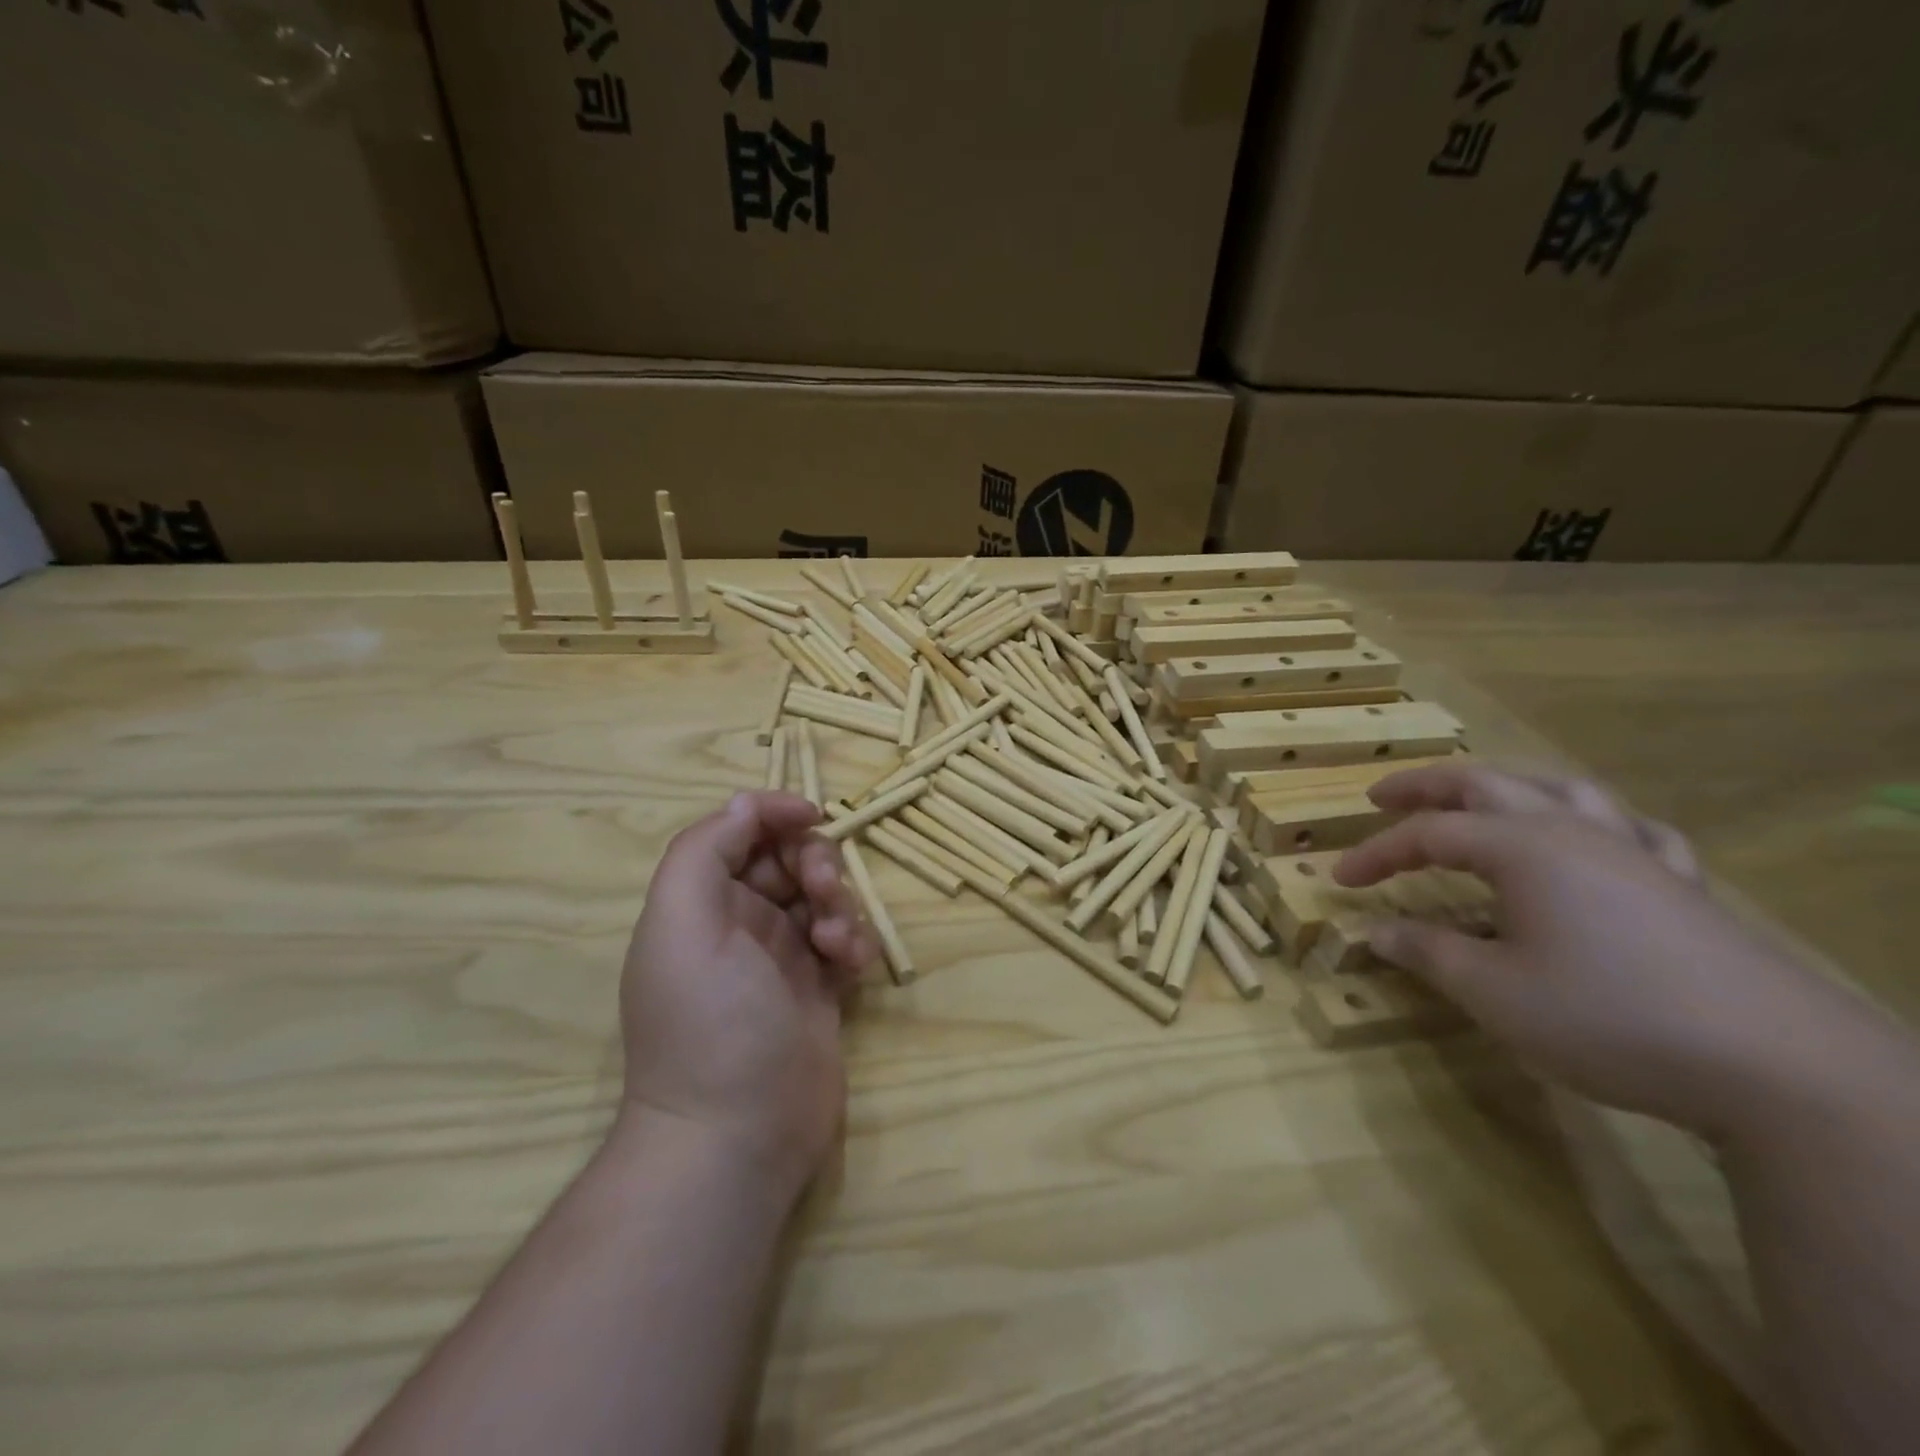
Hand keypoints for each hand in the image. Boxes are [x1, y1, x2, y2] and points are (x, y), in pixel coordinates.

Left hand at [619, 792, 876, 1202]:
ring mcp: (782, 957)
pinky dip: (853, 940)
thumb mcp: (682, 924)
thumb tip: (745, 803)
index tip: (812, 814)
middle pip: (786, 858)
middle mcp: (738, 923)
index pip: (737, 832)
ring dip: (837, 903)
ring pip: (822, 895)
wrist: (738, 1135)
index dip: (772, 813)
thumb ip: (704, 851)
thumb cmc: (708, 1021)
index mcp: (699, 903)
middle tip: (819, 890)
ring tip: (833, 943)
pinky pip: (845, 938)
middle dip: (812, 861)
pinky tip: (849, 966)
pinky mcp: (820, 988)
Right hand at [1334, 763, 1845, 1137]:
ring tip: (1479, 798)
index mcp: (1523, 849)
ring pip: (1561, 790)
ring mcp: (1634, 853)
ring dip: (1506, 786)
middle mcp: (1573, 832)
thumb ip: (1427, 952)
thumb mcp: (1494, 991)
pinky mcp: (1683, 886)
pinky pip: (1635, 832)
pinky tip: (1598, 839)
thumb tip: (1372, 931)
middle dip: (1425, 787)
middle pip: (1486, 784)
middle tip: (1382, 797)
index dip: (1376, 853)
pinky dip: (1598, 824)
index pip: (1427, 835)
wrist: (1778, 1067)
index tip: (1339, 879)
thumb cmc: (1608, 1017)